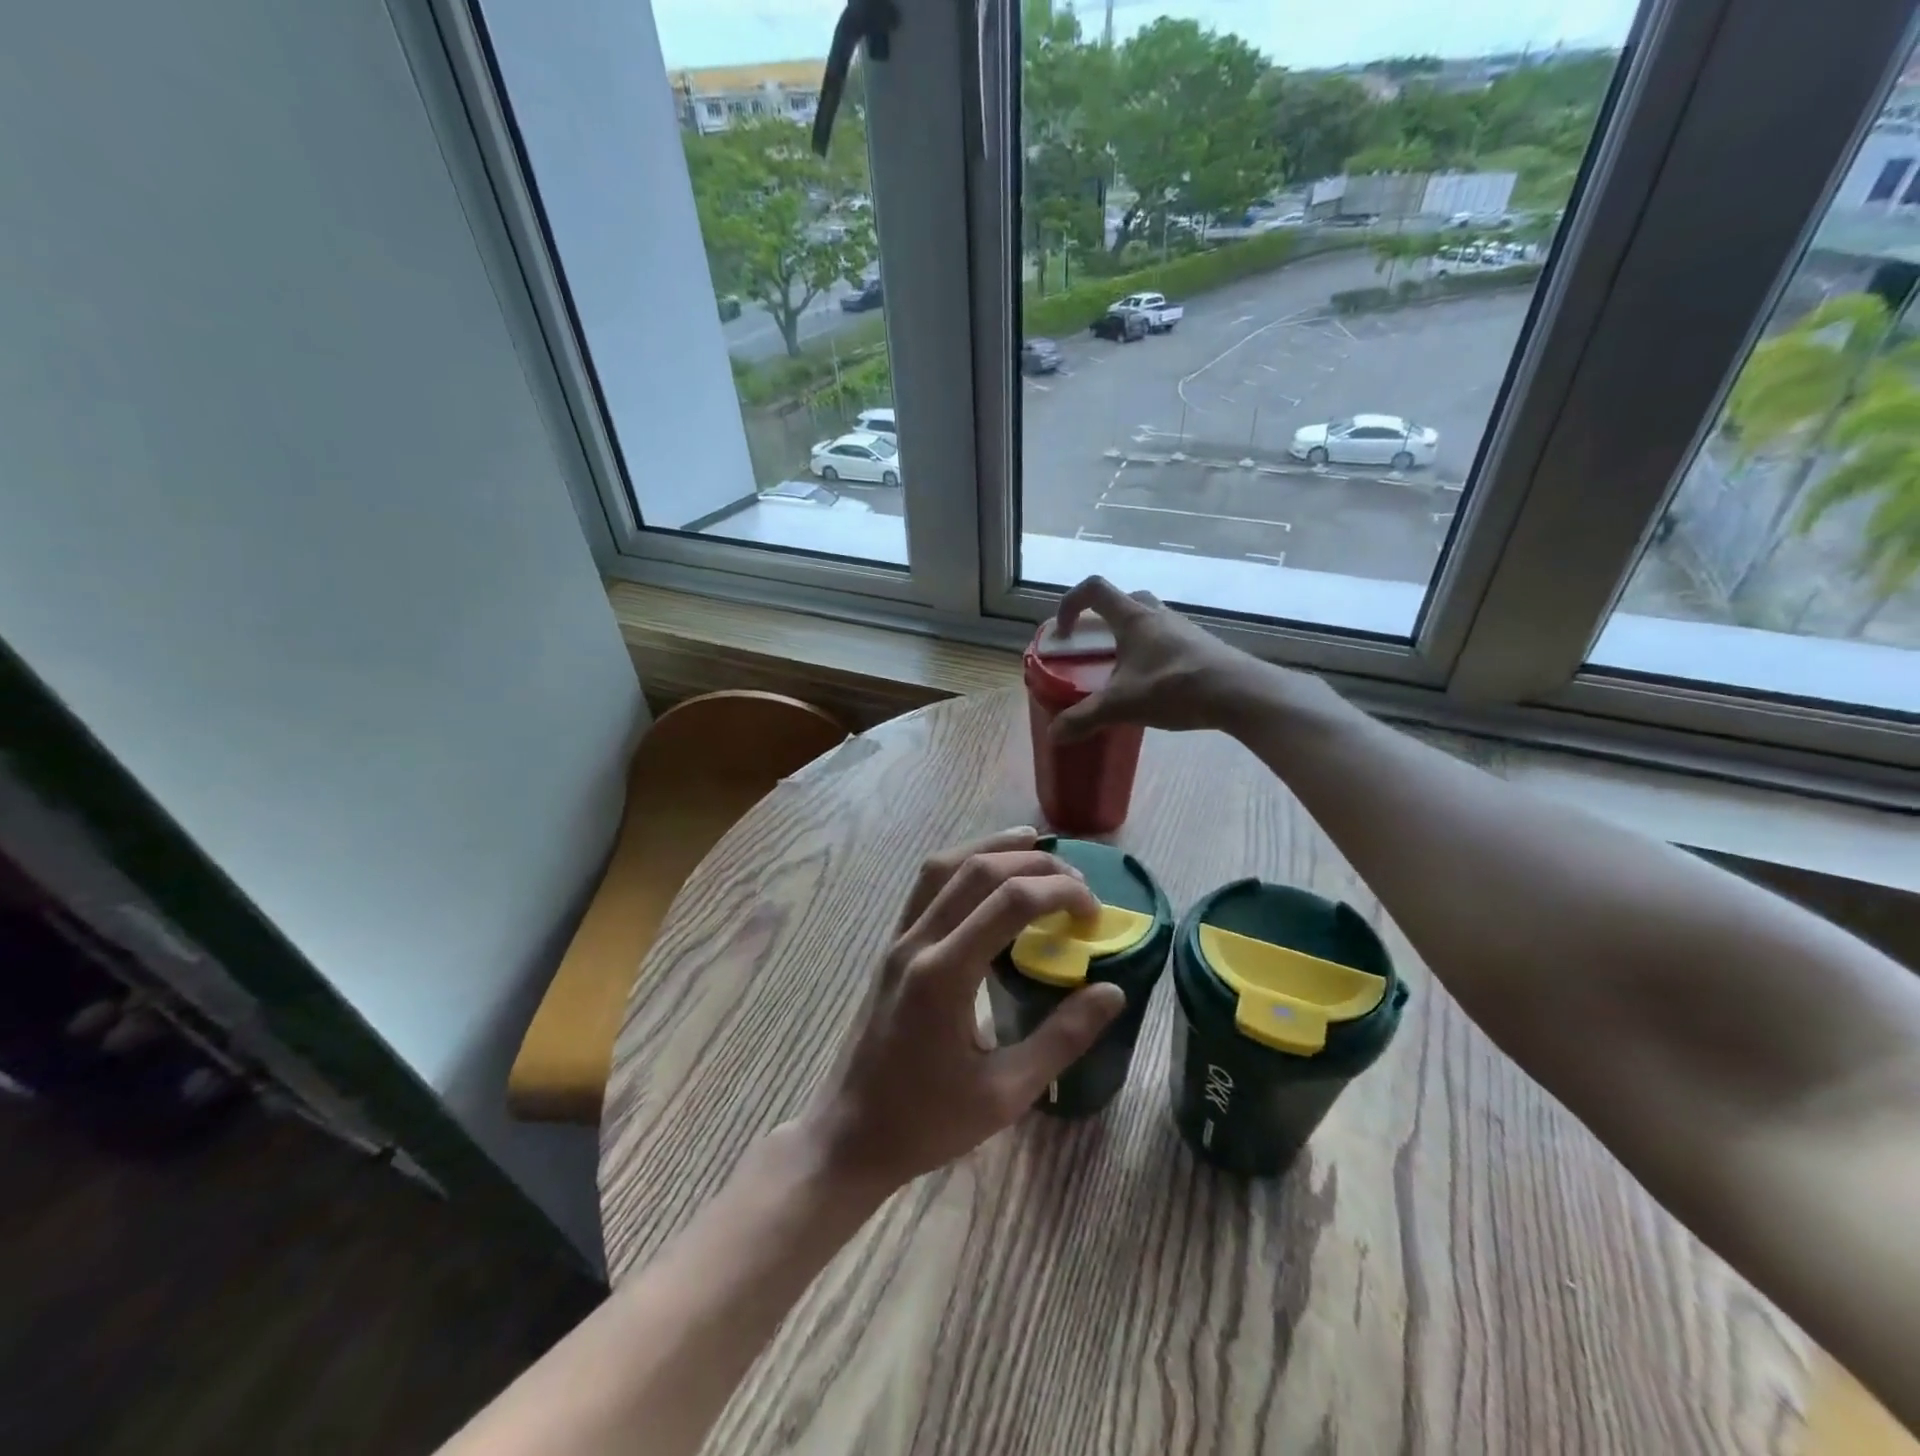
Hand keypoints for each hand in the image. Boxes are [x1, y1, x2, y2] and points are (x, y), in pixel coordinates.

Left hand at [804, 828, 1125, 1191]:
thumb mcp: (1006, 1094)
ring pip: (944, 866)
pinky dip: (963, 864)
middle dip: (1034, 864)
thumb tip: (1112, 992)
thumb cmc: (929, 1122)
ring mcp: (899, 940)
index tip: (1094, 913)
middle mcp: (917, 943)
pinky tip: (987, 874)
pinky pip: (927, 886)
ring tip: (1034, 844)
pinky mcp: (892, 946)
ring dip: (991, 847)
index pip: (1010, 902)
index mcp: (945, 976)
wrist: (851, 1135)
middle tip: (1077, 881)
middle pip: (977, 870)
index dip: (1059, 892)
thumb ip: (1062, 1038)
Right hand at [1049, 576, 1264, 741]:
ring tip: (1122, 671)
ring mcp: (1183, 629)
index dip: (1071, 603)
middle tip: (1094, 647)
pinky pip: (1167, 640)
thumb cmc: (1175, 688)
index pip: (1094, 589)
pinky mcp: (1200, 646)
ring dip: (1129, 637)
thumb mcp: (1122, 706)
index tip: (1063, 632)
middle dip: (1102, 619)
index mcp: (1133, 618)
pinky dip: (1151, 653)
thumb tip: (1054, 735)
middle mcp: (1157, 615)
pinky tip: (1152, 684)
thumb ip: (1084, 718)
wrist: (1240, 694)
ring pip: (1148, 620)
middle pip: (1123, 600)